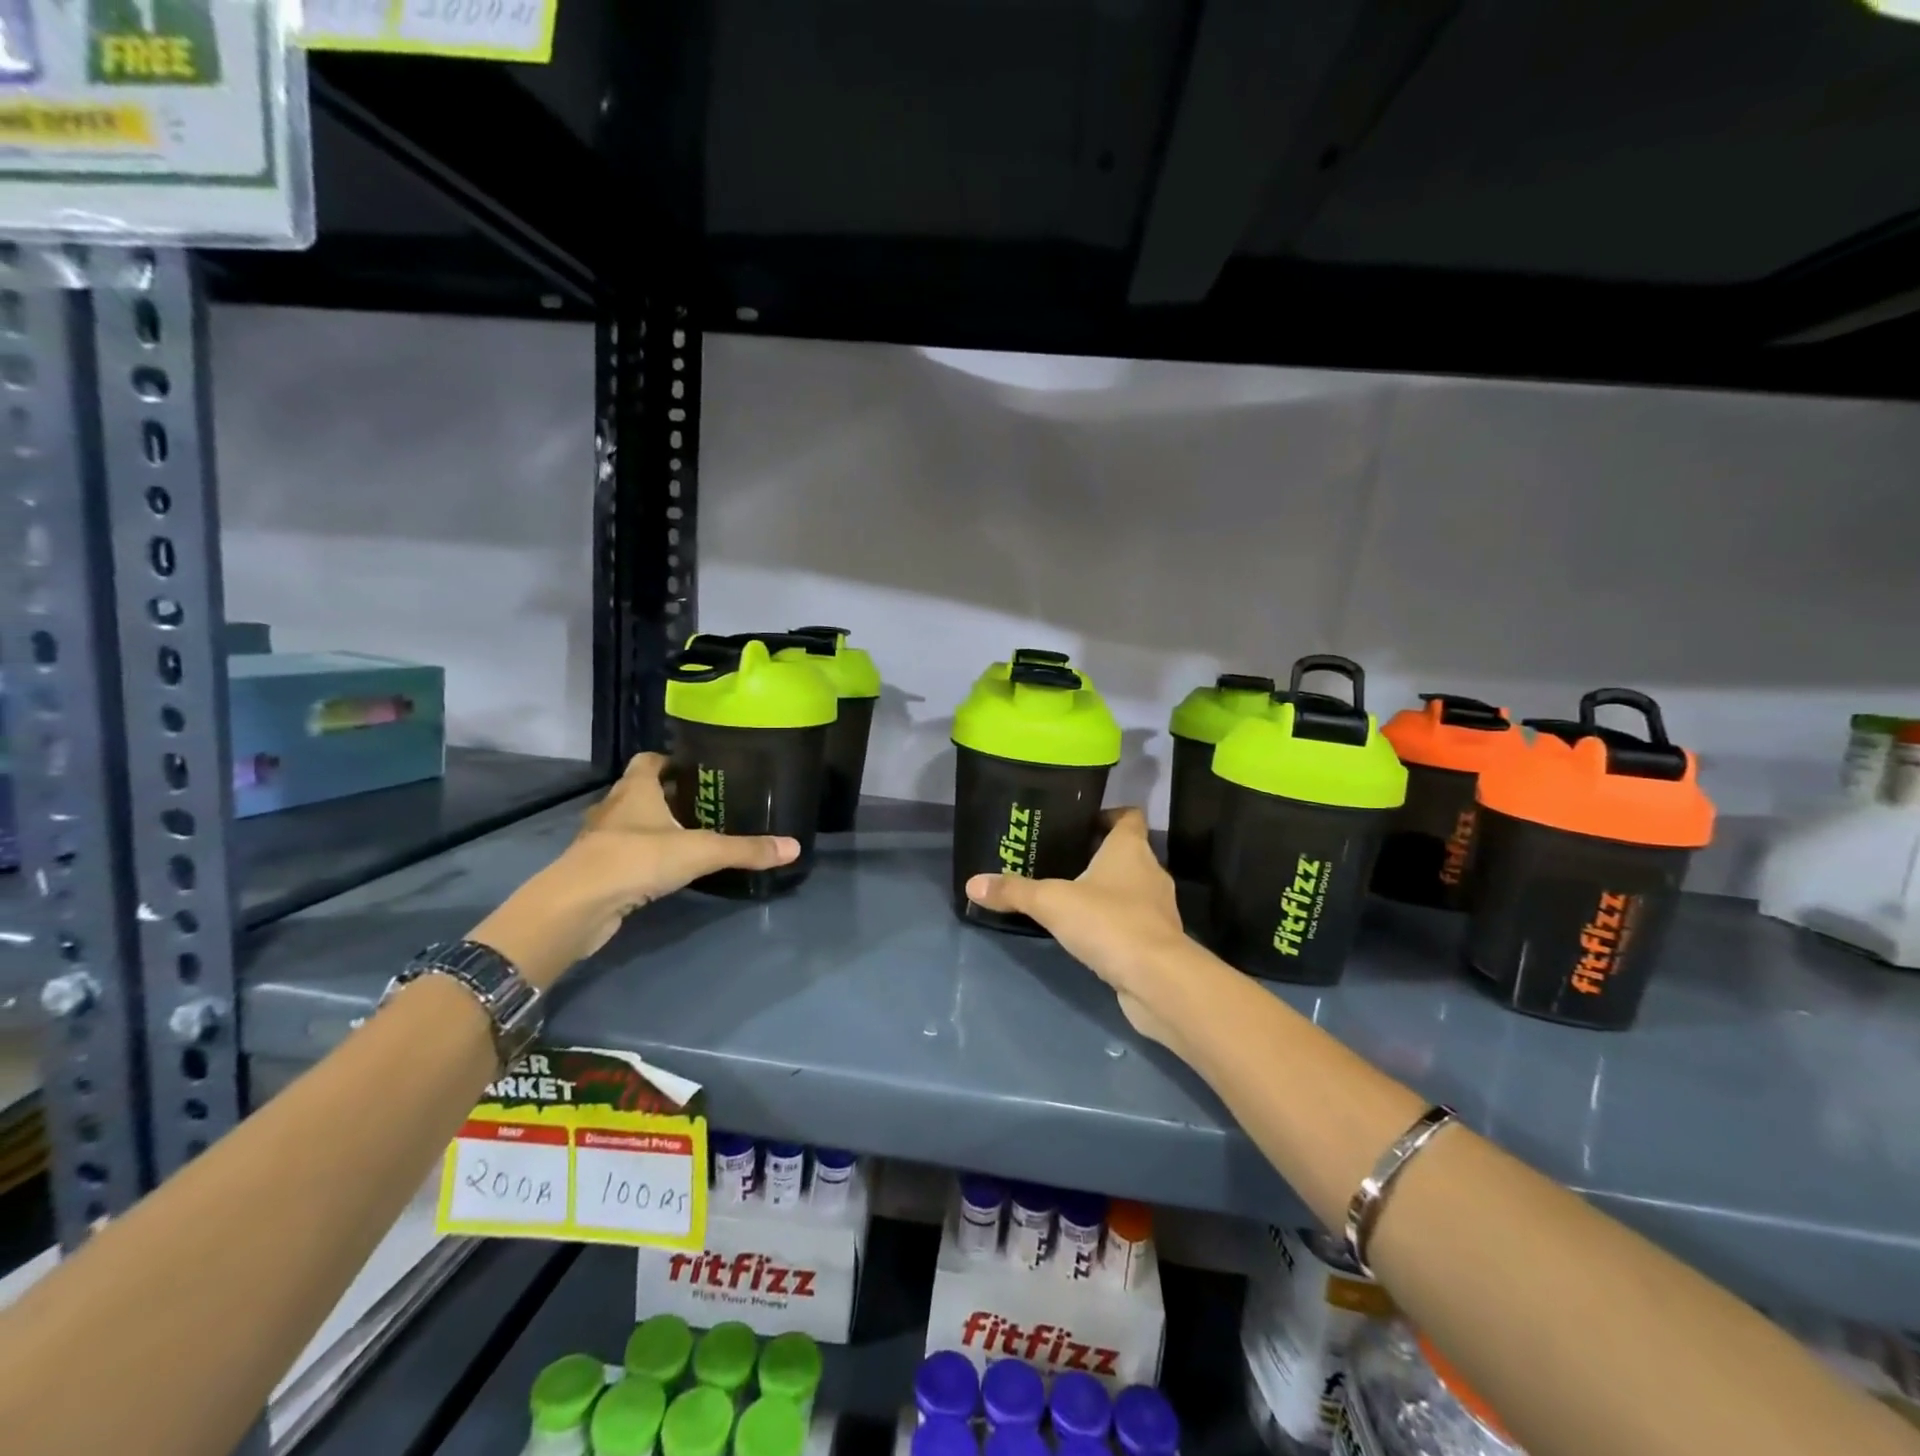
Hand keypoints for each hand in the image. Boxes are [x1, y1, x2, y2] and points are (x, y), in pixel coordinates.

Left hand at [472, 753, 798, 988]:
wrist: (578, 906)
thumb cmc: (637, 859)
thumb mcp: (701, 851)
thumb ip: (746, 849)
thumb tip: (794, 847)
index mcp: (634, 789)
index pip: (648, 760)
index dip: (670, 760)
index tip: (697, 768)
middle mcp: (613, 808)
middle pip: (640, 790)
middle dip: (667, 794)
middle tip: (704, 803)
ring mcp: (600, 840)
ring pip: (630, 824)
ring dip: (653, 827)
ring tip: (689, 836)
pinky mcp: (596, 870)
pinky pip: (623, 854)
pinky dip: (642, 857)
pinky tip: (664, 869)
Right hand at [964, 808, 1199, 1052]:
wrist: (1157, 979)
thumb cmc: (1108, 922)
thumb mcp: (1051, 902)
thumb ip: (1014, 891)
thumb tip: (972, 884)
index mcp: (1130, 849)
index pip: (1129, 816)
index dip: (1109, 815)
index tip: (1081, 823)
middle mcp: (1150, 871)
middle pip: (1127, 852)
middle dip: (1098, 855)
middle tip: (1061, 860)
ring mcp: (1159, 907)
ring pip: (1131, 887)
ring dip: (1107, 890)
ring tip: (1070, 897)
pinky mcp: (1158, 940)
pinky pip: (1134, 920)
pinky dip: (1114, 921)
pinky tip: (1088, 932)